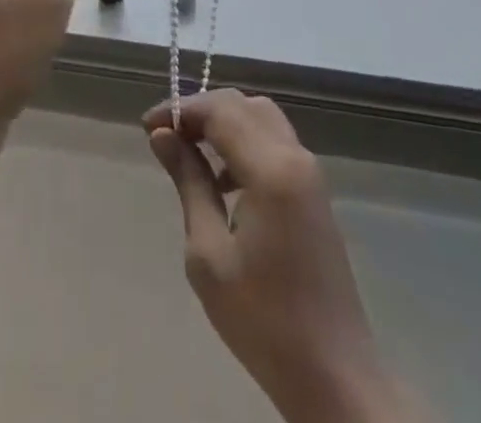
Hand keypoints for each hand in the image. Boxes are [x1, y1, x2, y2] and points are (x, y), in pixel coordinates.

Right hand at [145, 91, 402, 422]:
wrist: (334, 375)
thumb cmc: (263, 320)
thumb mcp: (209, 255)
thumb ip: (188, 184)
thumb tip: (162, 136)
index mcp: (271, 169)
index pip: (220, 111)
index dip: (181, 109)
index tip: (147, 127)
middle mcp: (295, 156)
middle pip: (242, 105)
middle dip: (202, 110)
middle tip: (166, 135)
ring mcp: (310, 172)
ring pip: (261, 118)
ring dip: (224, 123)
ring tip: (190, 154)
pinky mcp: (314, 191)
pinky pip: (274, 141)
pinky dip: (244, 141)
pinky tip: (223, 180)